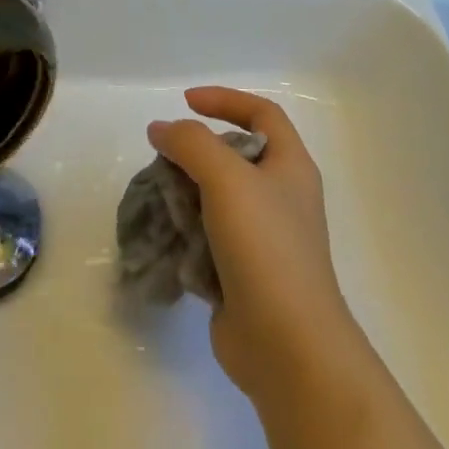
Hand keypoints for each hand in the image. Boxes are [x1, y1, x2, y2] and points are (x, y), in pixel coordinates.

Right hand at [147, 87, 366, 404]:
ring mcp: (263, 239)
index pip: (262, 113)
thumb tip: (161, 129)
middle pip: (234, 156)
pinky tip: (167, 240)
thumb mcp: (226, 178)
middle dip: (195, 153)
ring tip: (158, 200)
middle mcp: (280, 197)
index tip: (185, 102)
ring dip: (184, 195)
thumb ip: (190, 143)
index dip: (225, 100)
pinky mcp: (243, 274)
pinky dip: (186, 234)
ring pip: (216, 199)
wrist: (289, 348)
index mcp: (290, 167)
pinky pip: (208, 239)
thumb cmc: (266, 248)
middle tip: (165, 159)